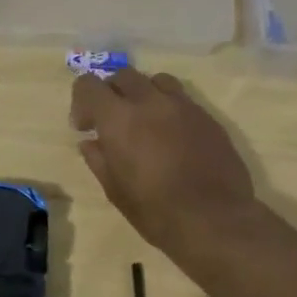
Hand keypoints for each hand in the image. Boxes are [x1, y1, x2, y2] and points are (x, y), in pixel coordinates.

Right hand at [71, 67, 264, 254]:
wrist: (215, 221)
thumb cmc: (155, 210)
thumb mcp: (114, 190)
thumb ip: (98, 159)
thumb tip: (90, 143)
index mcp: (119, 118)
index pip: (89, 84)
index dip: (81, 101)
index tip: (85, 127)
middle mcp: (150, 102)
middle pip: (123, 75)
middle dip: (112, 93)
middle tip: (112, 121)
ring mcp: (183, 106)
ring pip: (156, 80)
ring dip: (144, 94)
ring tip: (145, 121)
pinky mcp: (208, 118)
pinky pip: (182, 100)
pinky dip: (169, 109)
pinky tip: (172, 137)